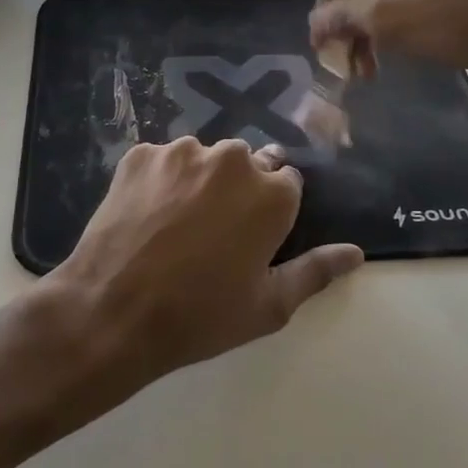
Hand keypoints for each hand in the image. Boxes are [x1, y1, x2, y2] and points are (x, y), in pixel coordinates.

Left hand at [49, 138, 363, 381]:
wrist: (112, 312)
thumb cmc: (200, 316)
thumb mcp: (269, 306)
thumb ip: (316, 271)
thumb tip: (355, 252)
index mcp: (272, 192)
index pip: (287, 181)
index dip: (270, 211)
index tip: (251, 237)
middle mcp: (232, 159)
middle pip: (245, 165)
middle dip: (237, 191)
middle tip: (211, 235)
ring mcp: (181, 152)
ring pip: (202, 159)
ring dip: (197, 182)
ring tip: (174, 227)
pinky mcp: (140, 154)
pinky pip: (161, 162)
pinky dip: (159, 181)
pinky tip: (146, 217)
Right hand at [309, 0, 467, 75]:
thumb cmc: (467, 16)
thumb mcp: (395, 21)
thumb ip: (346, 19)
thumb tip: (311, 24)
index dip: (331, 11)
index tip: (329, 50)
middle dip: (362, 22)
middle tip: (360, 66)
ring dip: (388, 23)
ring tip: (387, 62)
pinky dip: (418, 14)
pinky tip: (424, 42)